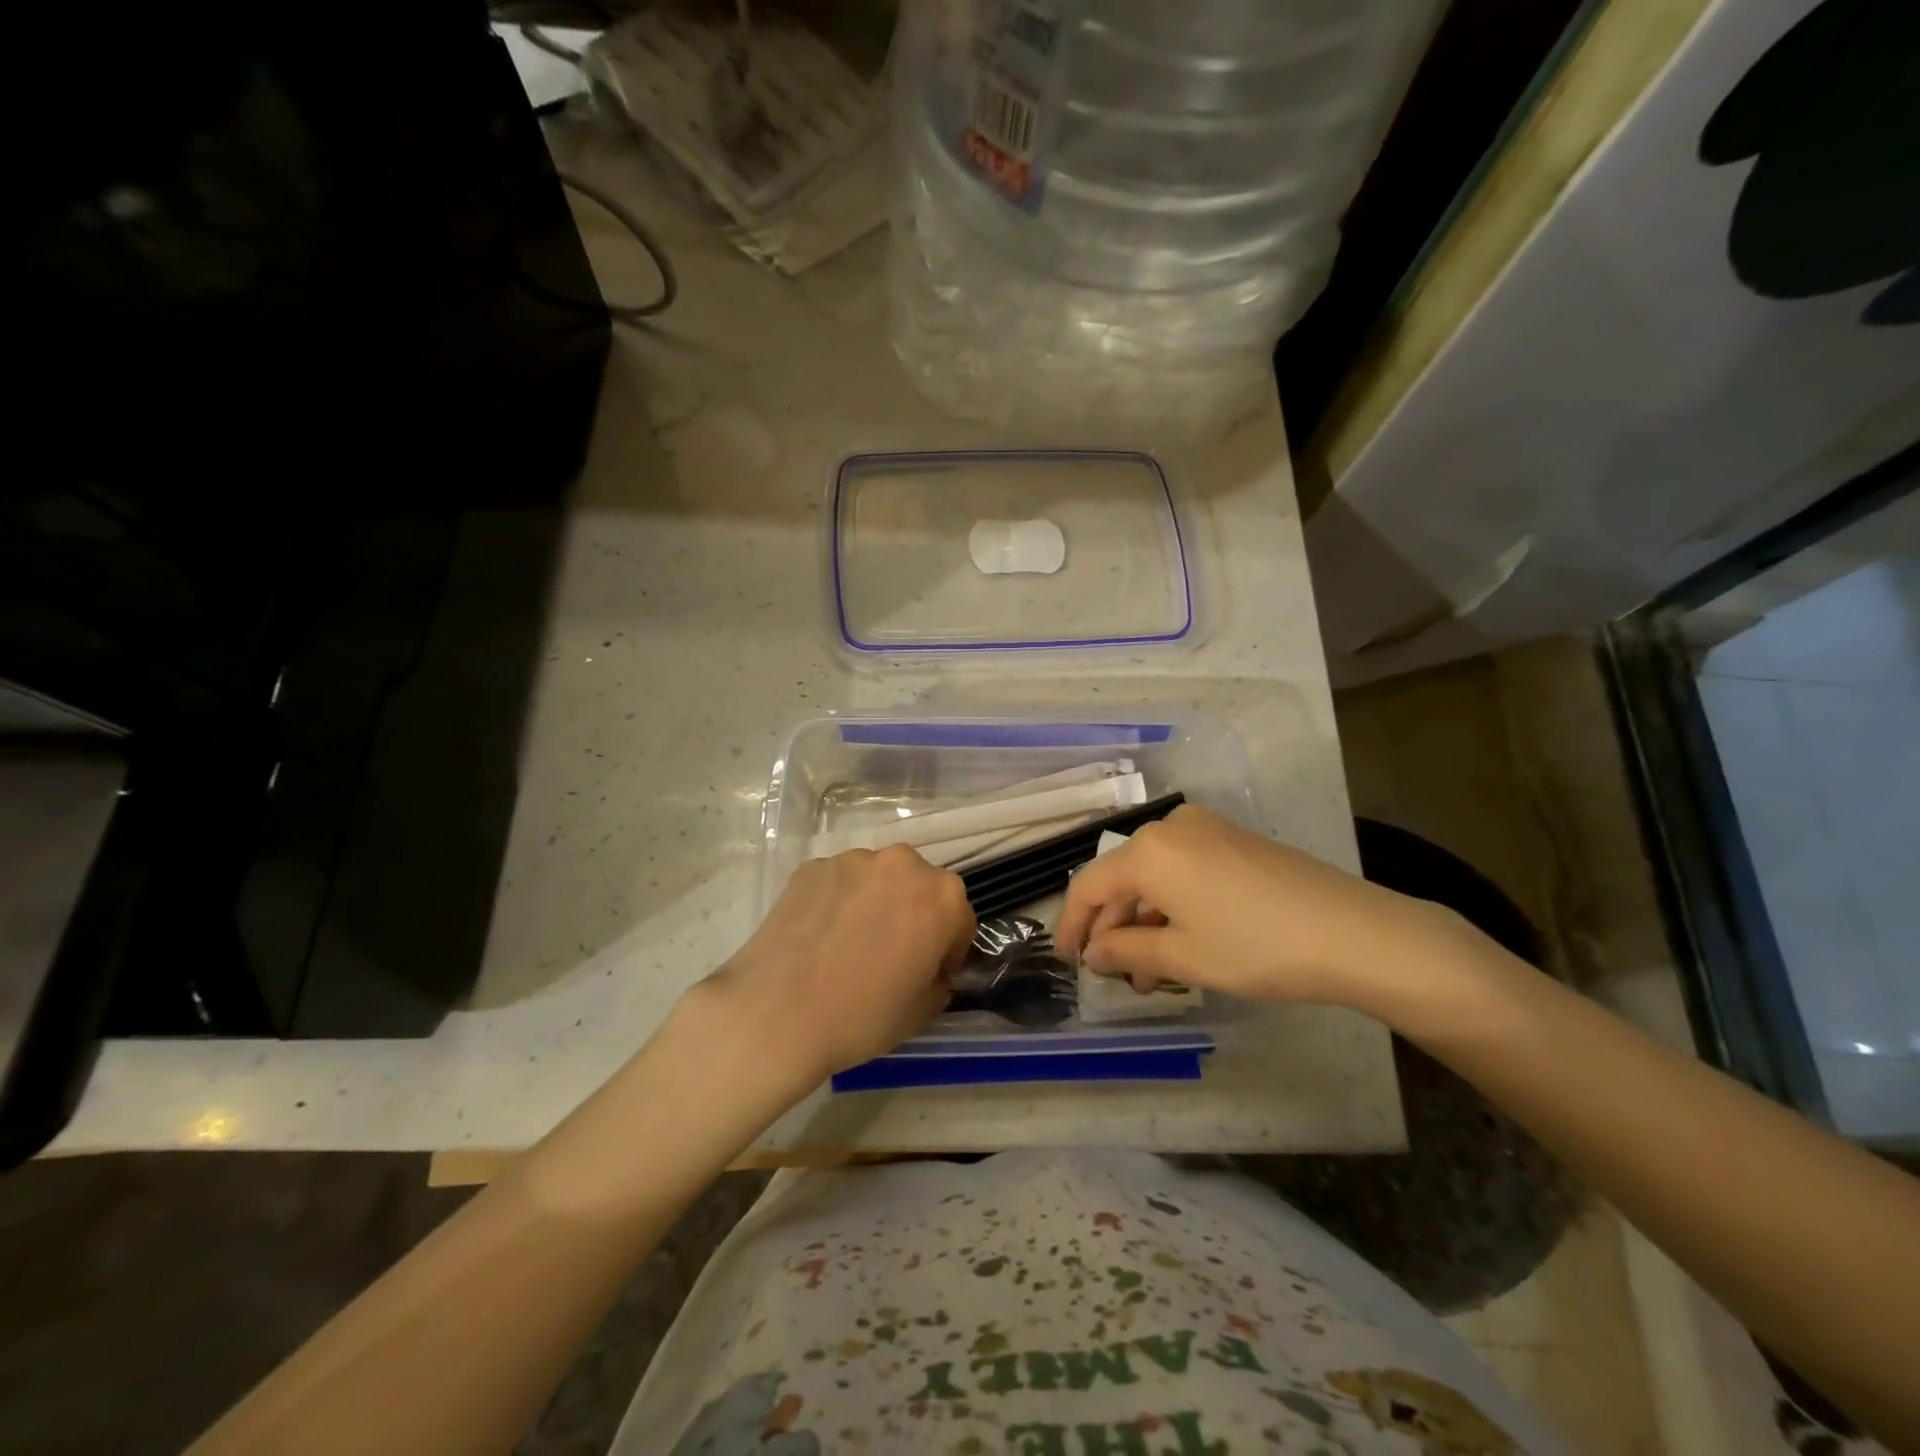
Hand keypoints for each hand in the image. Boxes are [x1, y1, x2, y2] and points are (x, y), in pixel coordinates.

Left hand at [695, 846, 974, 1088]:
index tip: (930, 976)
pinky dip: (838, 902)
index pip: (960, 920)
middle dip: (914, 916)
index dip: (948, 952)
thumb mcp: (920, 1012)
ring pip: (877, 880)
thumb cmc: (862, 1016)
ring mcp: (853, 860)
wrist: (776, 1013)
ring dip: (875, 904)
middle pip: (920, 888)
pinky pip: (839, 883)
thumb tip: (928, 971)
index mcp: (942, 896)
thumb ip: (937, 982)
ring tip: (850, 944)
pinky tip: (820, 937)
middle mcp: (902, 864)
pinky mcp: (812, 866)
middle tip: (892, 955)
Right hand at [1055, 805, 1473, 1015]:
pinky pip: (1183, 869)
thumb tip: (1093, 952)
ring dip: (1144, 921)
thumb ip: (1126, 951)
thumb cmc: (1257, 947)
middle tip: (1114, 975)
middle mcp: (1170, 828)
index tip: (1067, 961)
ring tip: (1150, 972)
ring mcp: (1205, 829)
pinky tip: (1180, 942)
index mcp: (1148, 851)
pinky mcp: (1233, 839)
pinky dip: (1172, 905)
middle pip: (1122, 878)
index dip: (1072, 925)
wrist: (1354, 932)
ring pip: (1154, 876)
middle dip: (1113, 928)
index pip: (1089, 885)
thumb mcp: (1184, 957)